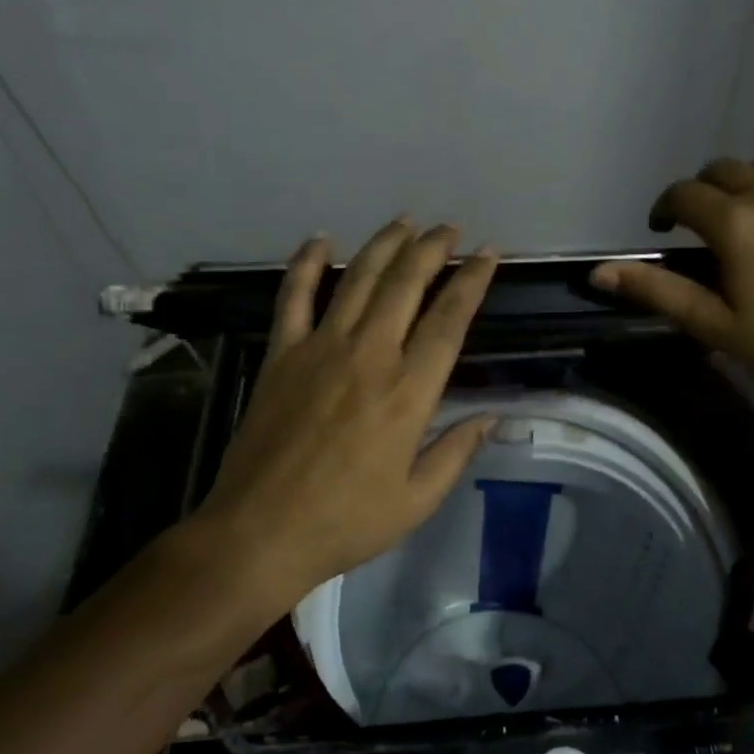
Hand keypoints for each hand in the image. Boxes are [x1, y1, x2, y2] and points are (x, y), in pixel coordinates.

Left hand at [187, 220, 499, 612]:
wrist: (260, 532)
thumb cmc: (346, 521)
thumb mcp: (417, 499)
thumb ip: (457, 451)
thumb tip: (493, 416)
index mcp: (408, 391)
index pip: (449, 319)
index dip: (472, 280)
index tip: (488, 255)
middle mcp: (369, 354)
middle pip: (406, 283)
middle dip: (432, 248)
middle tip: (450, 229)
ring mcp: (320, 348)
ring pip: (358, 279)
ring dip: (384, 244)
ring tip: (405, 222)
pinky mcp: (281, 354)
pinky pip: (293, 296)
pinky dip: (305, 264)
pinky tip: (320, 240)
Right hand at [590, 150, 753, 402]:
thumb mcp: (713, 323)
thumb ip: (657, 290)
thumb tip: (599, 273)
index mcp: (732, 223)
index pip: (682, 194)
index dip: (664, 208)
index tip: (663, 229)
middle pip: (719, 171)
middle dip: (700, 192)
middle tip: (702, 226)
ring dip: (741, 181)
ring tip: (743, 211)